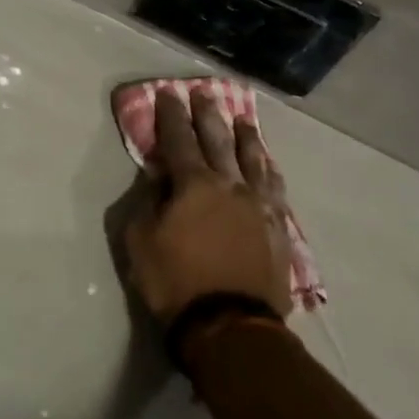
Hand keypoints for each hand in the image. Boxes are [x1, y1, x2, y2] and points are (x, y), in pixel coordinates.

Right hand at [124, 89, 292, 326]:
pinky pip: (275, 188)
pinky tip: (268, 163)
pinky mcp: (277, 227)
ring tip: (242, 119)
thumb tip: (158, 178)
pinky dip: (269, 169)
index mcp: (193, 184)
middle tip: (204, 93)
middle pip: (218, 140)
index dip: (171, 114)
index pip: (179, 139)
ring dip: (245, 136)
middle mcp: (229, 184)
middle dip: (208, 114)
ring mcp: (259, 205)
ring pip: (253, 159)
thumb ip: (147, 202)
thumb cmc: (176, 282)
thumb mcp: (141, 241)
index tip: (168, 93)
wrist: (231, 325)